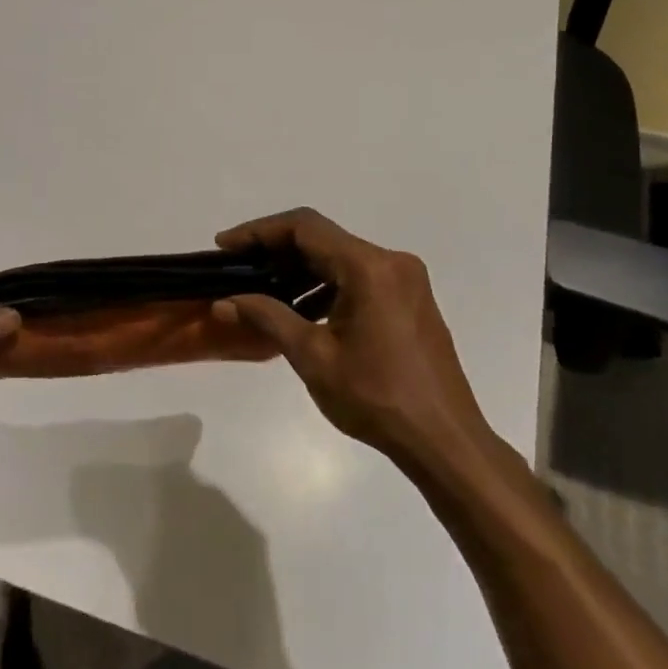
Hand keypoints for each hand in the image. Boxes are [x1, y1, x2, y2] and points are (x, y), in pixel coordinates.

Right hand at [211, 208, 500, 472]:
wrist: (443, 440)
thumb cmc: (376, 397)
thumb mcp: (312, 357)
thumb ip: (267, 318)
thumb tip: (224, 301)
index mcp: (369, 267)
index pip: (304, 227)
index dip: (259, 231)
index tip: (225, 247)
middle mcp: (391, 262)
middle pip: (323, 239)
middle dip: (276, 251)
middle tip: (237, 269)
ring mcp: (405, 281)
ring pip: (340, 259)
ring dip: (300, 270)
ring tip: (261, 292)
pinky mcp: (410, 301)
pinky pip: (359, 278)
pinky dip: (326, 286)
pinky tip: (301, 312)